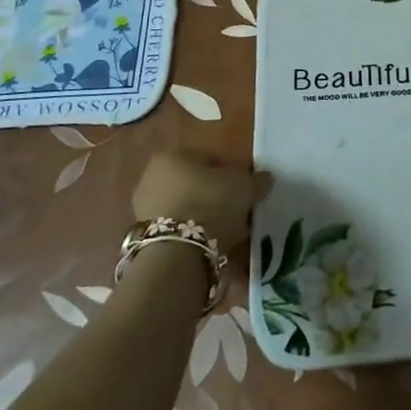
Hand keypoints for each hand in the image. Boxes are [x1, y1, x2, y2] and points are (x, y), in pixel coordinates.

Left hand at [131, 152, 266, 250]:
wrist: (178, 254)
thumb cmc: (211, 204)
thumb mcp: (244, 186)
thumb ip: (256, 180)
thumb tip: (265, 179)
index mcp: (172, 155)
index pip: (210, 158)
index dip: (232, 173)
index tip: (246, 190)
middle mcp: (152, 176)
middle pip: (196, 183)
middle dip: (216, 195)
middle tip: (238, 210)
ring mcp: (145, 208)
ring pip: (186, 207)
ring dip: (205, 216)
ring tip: (228, 231)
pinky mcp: (146, 237)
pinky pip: (179, 229)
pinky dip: (194, 234)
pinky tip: (211, 244)